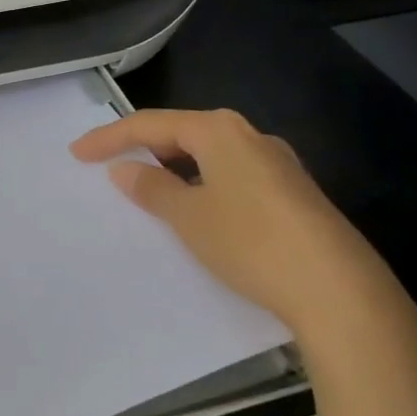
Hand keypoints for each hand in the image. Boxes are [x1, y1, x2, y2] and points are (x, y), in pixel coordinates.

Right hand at [70, 109, 416, 394]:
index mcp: (220, 131)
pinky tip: (198, 208)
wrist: (339, 291)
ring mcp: (278, 164)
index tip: (76, 153)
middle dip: (144, 147)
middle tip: (109, 166)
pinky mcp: (293, 193)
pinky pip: (231, 175)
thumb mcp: (189, 217)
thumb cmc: (250, 242)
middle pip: (184, 133)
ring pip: (210, 155)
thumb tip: (125, 169)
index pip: (151, 124)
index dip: (110, 137)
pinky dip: (202, 183)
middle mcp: (251, 137)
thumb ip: (152, 188)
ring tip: (148, 188)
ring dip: (174, 167)